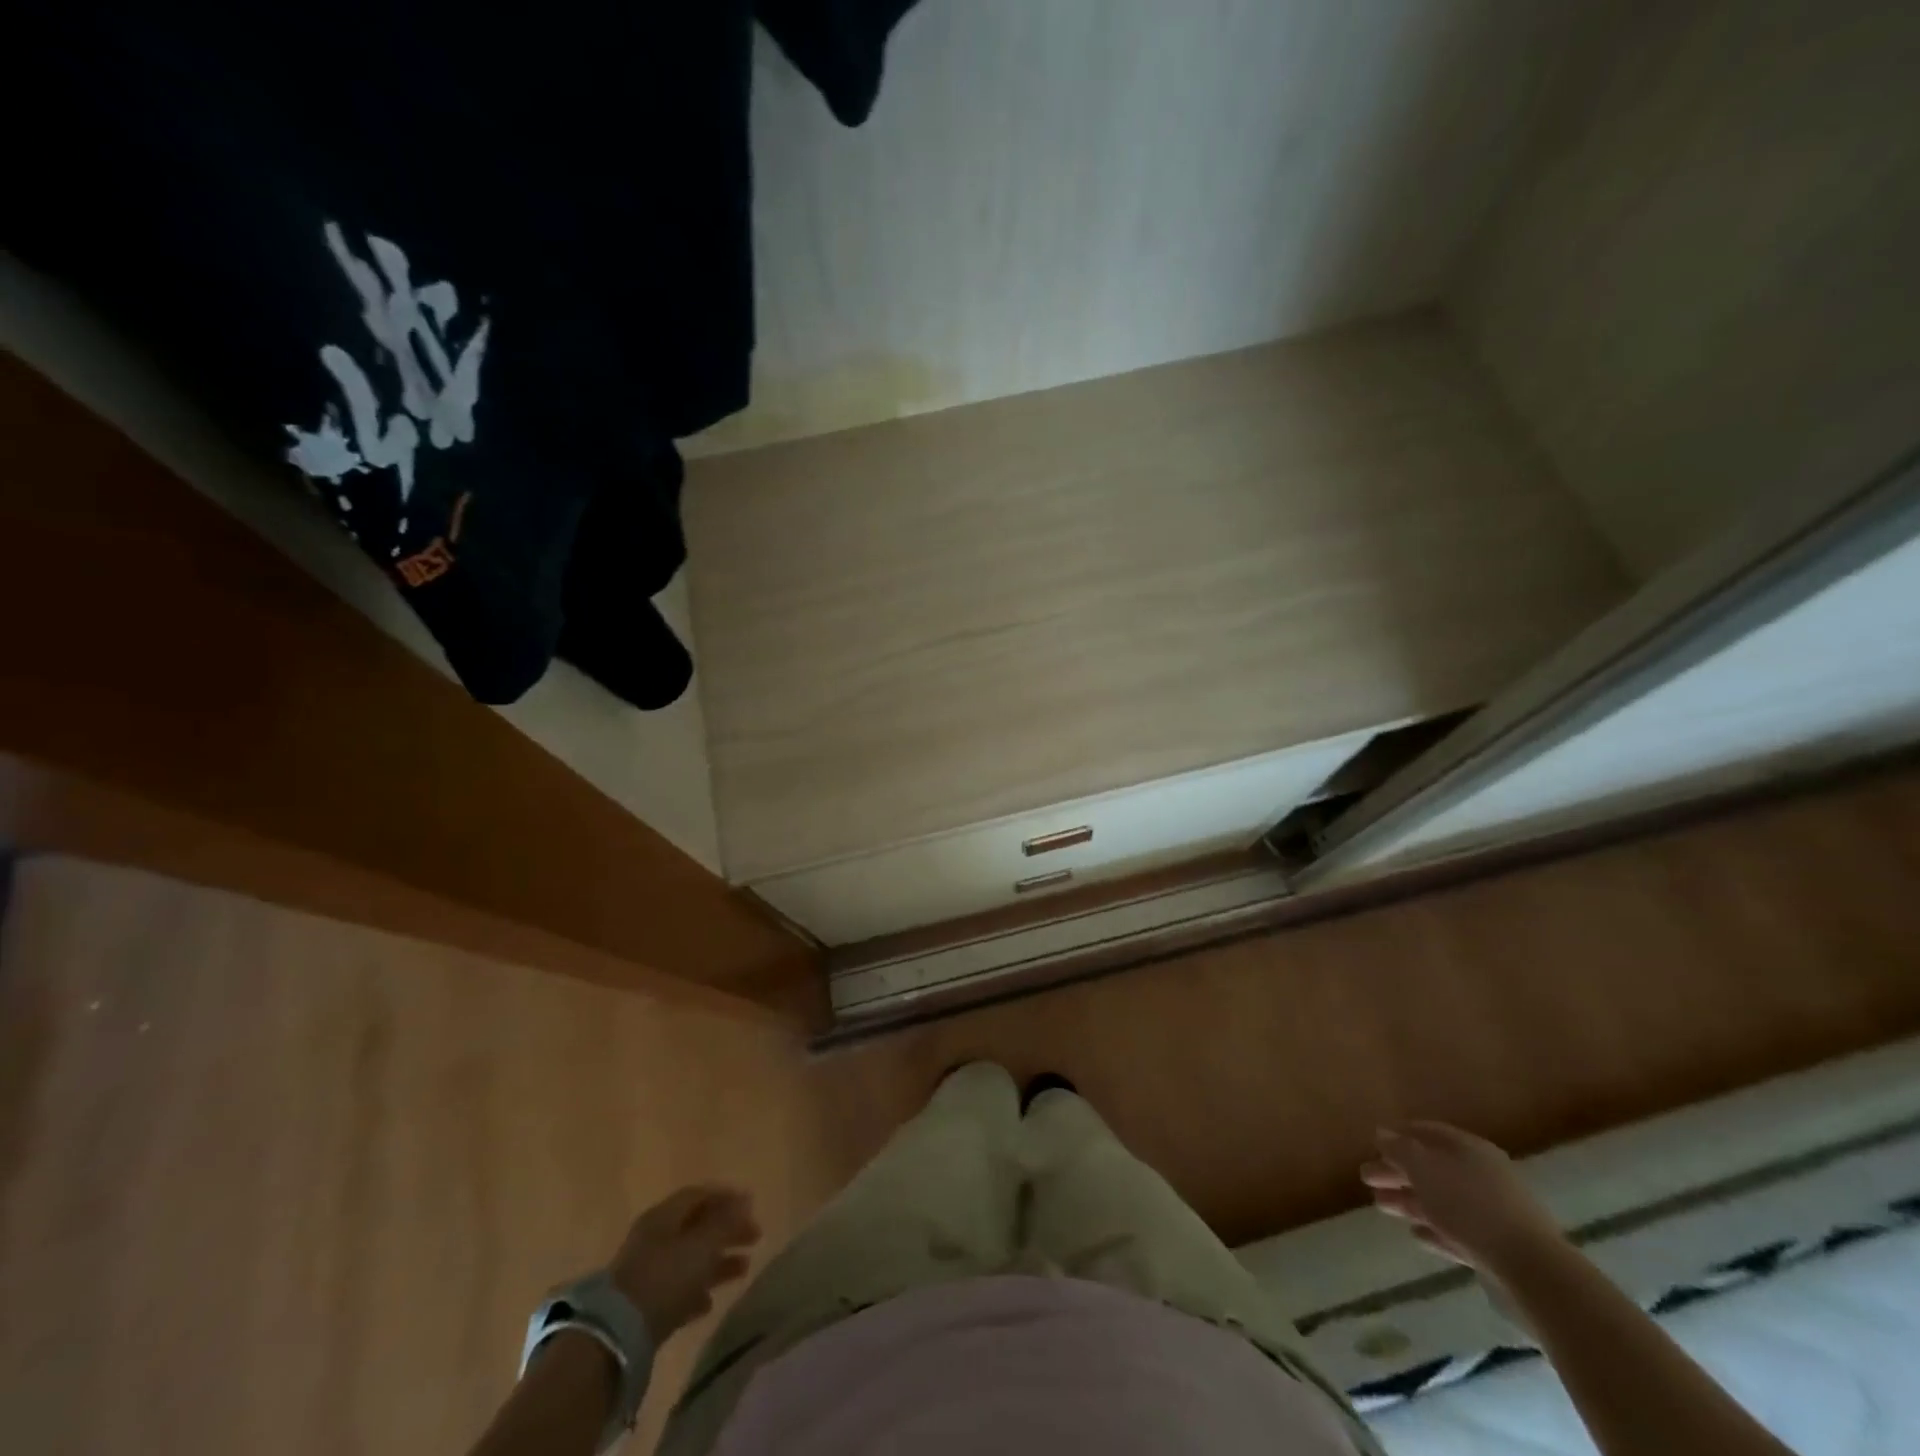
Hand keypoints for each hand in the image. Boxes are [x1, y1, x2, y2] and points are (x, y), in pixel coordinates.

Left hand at [608, 1185, 760, 1340]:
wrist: (615, 1337)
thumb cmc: (664, 1278)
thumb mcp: (702, 1246)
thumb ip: (725, 1222)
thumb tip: (745, 1199)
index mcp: (664, 1216)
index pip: (699, 1195)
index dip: (726, 1196)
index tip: (752, 1205)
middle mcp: (654, 1238)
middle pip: (696, 1226)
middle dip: (727, 1230)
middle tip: (755, 1237)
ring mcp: (646, 1272)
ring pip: (689, 1258)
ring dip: (717, 1261)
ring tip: (744, 1269)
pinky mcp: (643, 1305)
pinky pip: (676, 1289)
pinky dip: (696, 1290)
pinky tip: (710, 1303)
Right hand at [1361, 1122, 1567, 1277]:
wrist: (1532, 1271)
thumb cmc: (1469, 1206)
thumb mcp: (1423, 1168)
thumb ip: (1399, 1149)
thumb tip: (1382, 1133)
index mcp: (1468, 1148)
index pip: (1427, 1132)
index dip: (1398, 1135)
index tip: (1373, 1144)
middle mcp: (1482, 1174)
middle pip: (1432, 1167)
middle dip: (1397, 1172)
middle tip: (1366, 1178)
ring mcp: (1493, 1212)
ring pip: (1442, 1200)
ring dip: (1410, 1202)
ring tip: (1381, 1207)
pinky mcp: (1498, 1247)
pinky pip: (1459, 1231)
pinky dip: (1435, 1230)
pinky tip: (1417, 1236)